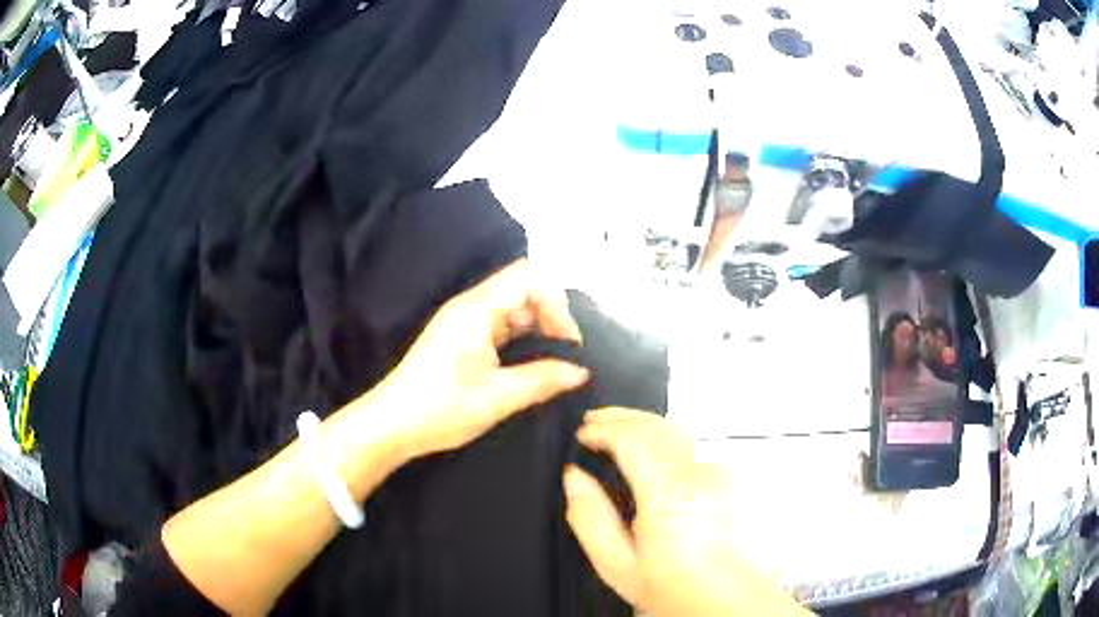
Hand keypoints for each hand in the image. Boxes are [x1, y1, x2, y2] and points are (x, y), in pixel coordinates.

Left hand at [370, 260, 589, 460]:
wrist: (392, 424)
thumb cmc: (443, 408)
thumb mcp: (499, 397)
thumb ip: (544, 379)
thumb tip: (581, 371)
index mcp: (477, 309)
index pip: (528, 277)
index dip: (555, 302)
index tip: (567, 342)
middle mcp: (469, 307)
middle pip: (522, 290)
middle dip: (550, 317)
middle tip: (565, 356)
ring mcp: (462, 322)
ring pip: (511, 309)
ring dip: (535, 330)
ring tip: (552, 364)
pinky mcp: (458, 339)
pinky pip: (498, 326)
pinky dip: (519, 340)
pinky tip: (528, 366)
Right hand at [564, 408, 808, 616]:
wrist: (728, 600)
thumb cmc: (676, 589)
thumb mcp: (617, 565)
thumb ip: (590, 519)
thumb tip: (574, 478)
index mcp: (668, 497)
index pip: (633, 440)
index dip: (603, 429)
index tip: (583, 434)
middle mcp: (700, 477)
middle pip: (658, 424)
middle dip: (622, 416)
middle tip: (595, 420)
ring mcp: (721, 474)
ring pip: (680, 429)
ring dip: (645, 422)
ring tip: (619, 426)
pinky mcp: (731, 478)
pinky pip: (696, 444)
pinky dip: (668, 435)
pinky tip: (652, 445)